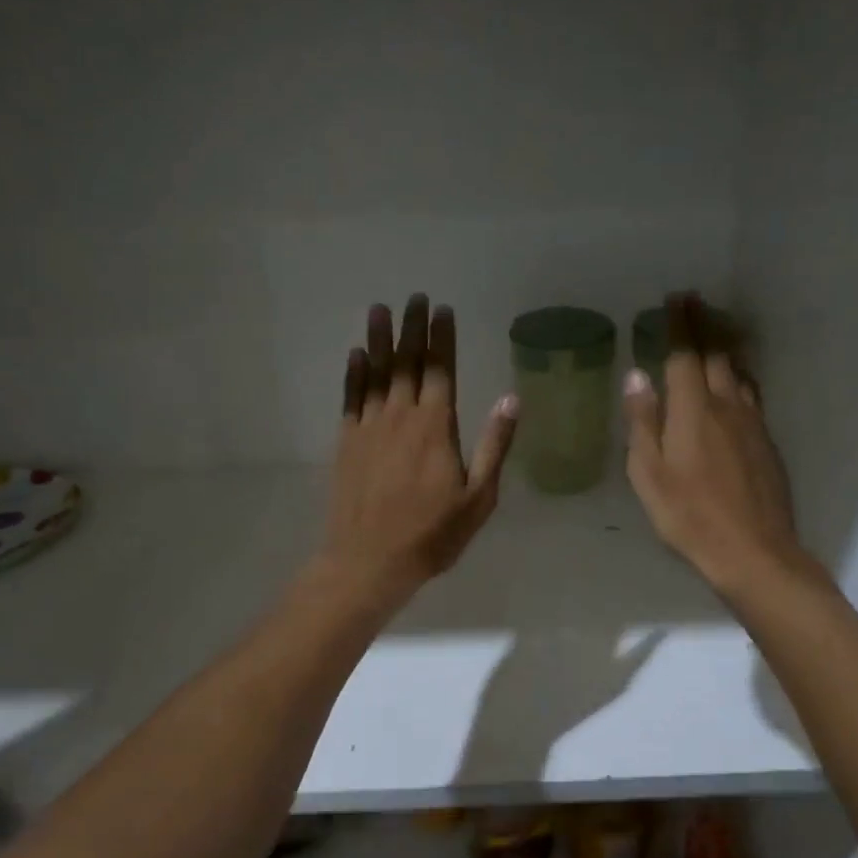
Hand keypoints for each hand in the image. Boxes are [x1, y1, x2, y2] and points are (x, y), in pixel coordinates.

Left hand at [318, 295, 518, 611]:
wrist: (370, 560)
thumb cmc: (432, 534)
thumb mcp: (479, 497)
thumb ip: (494, 446)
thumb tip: (510, 399)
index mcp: (436, 427)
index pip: (441, 369)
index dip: (442, 337)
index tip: (442, 309)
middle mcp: (401, 416)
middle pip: (407, 362)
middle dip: (412, 328)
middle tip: (414, 297)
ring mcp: (370, 427)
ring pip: (376, 373)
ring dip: (379, 339)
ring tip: (379, 309)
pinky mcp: (347, 442)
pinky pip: (351, 397)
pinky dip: (354, 374)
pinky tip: (355, 355)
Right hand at [624, 295, 813, 597]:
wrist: (754, 551)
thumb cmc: (689, 516)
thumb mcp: (649, 474)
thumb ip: (643, 422)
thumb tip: (637, 376)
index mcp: (692, 410)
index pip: (686, 354)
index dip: (680, 324)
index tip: (676, 299)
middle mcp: (726, 405)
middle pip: (717, 354)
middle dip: (705, 325)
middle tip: (695, 303)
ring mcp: (752, 422)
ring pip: (738, 372)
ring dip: (725, 347)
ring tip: (715, 334)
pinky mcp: (766, 442)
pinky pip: (750, 394)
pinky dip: (738, 376)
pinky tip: (734, 383)